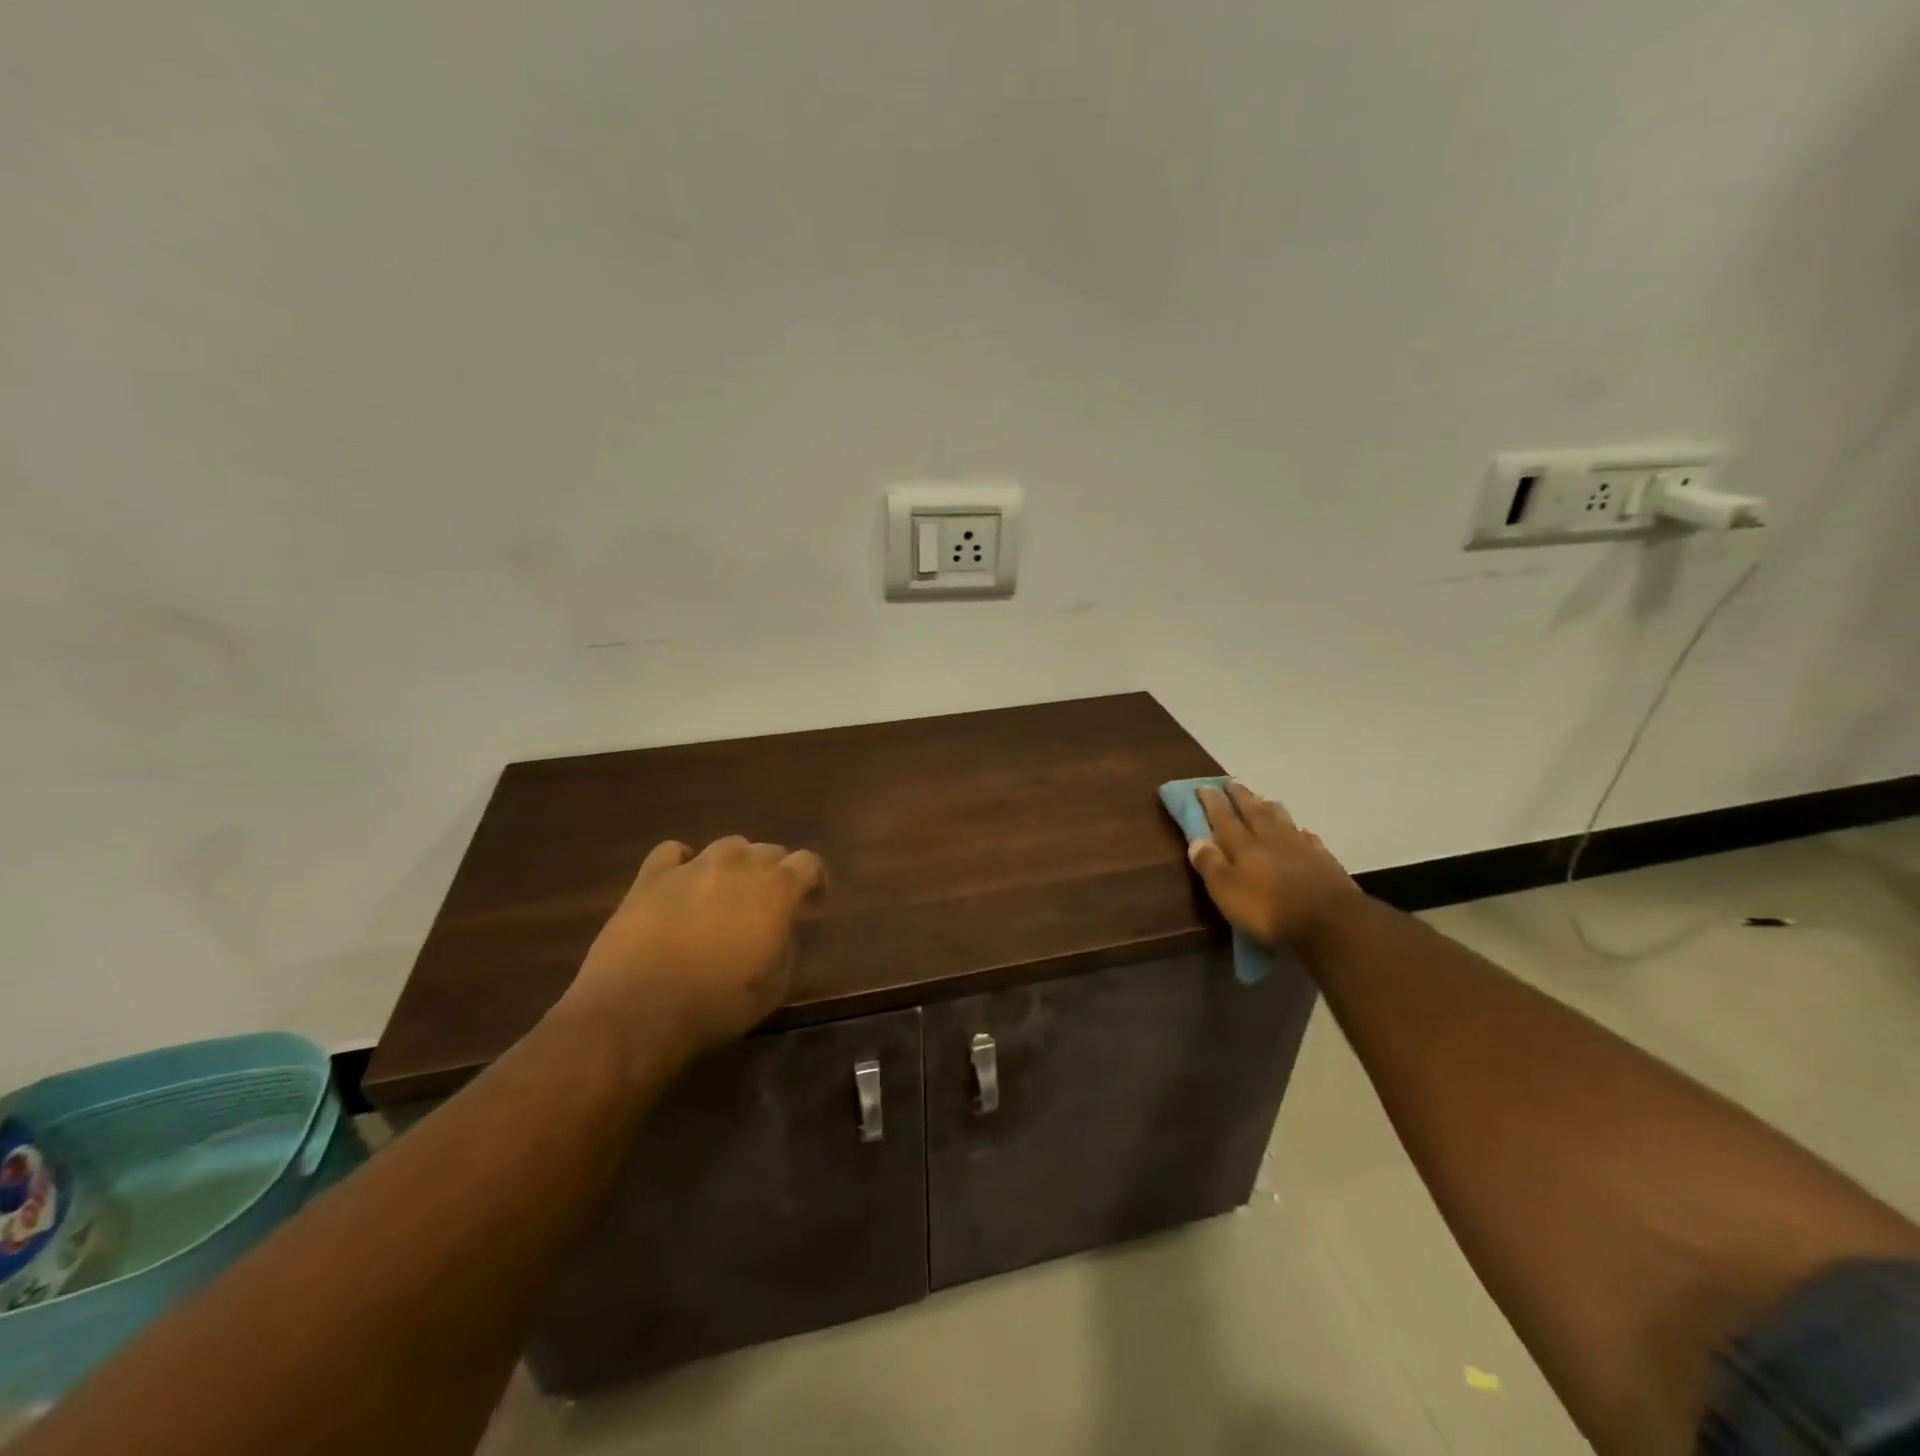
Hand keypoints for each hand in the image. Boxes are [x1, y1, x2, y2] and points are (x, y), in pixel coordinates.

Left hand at [562, 836, 826, 1061]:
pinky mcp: (651, 876)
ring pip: (727, 846)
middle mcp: (738, 865)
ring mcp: (693, 866)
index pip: (808, 863)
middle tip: (767, 904)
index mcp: (776, 890)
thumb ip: (784, 945)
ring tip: (725, 892)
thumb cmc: (716, 1004)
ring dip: (735, 865)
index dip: (814, 880)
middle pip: (768, 850)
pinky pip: (673, 852)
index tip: (811, 902)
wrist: (638, 1010)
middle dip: (775, 872)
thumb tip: (778, 929)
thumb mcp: (774, 986)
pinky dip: (683, 863)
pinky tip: (681, 883)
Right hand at [1189, 783, 1360, 953]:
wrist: (1330, 922)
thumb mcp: (1226, 891)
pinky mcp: (1324, 862)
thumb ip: (1210, 864)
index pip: (1223, 818)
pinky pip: (1309, 840)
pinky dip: (1301, 833)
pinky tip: (1302, 832)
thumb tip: (1196, 840)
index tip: (1203, 786)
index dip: (1212, 802)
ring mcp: (1301, 848)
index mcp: (1243, 846)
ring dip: (1269, 808)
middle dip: (1240, 797)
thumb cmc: (1268, 909)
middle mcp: (1271, 839)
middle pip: (1253, 812)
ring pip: (1282, 820)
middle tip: (1231, 783)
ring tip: (1263, 799)